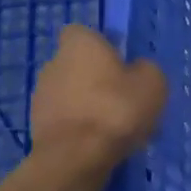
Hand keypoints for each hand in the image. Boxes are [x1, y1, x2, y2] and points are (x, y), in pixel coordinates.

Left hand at [27, 26, 167, 171]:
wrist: (76, 158)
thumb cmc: (116, 109)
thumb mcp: (153, 83)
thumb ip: (145, 69)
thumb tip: (137, 70)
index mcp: (79, 44)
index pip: (83, 32)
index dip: (102, 44)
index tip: (120, 61)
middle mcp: (53, 63)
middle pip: (77, 64)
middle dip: (96, 77)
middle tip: (123, 96)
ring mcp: (41, 96)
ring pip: (71, 93)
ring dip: (88, 103)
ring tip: (114, 126)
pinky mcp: (37, 126)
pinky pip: (66, 119)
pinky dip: (80, 127)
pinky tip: (100, 143)